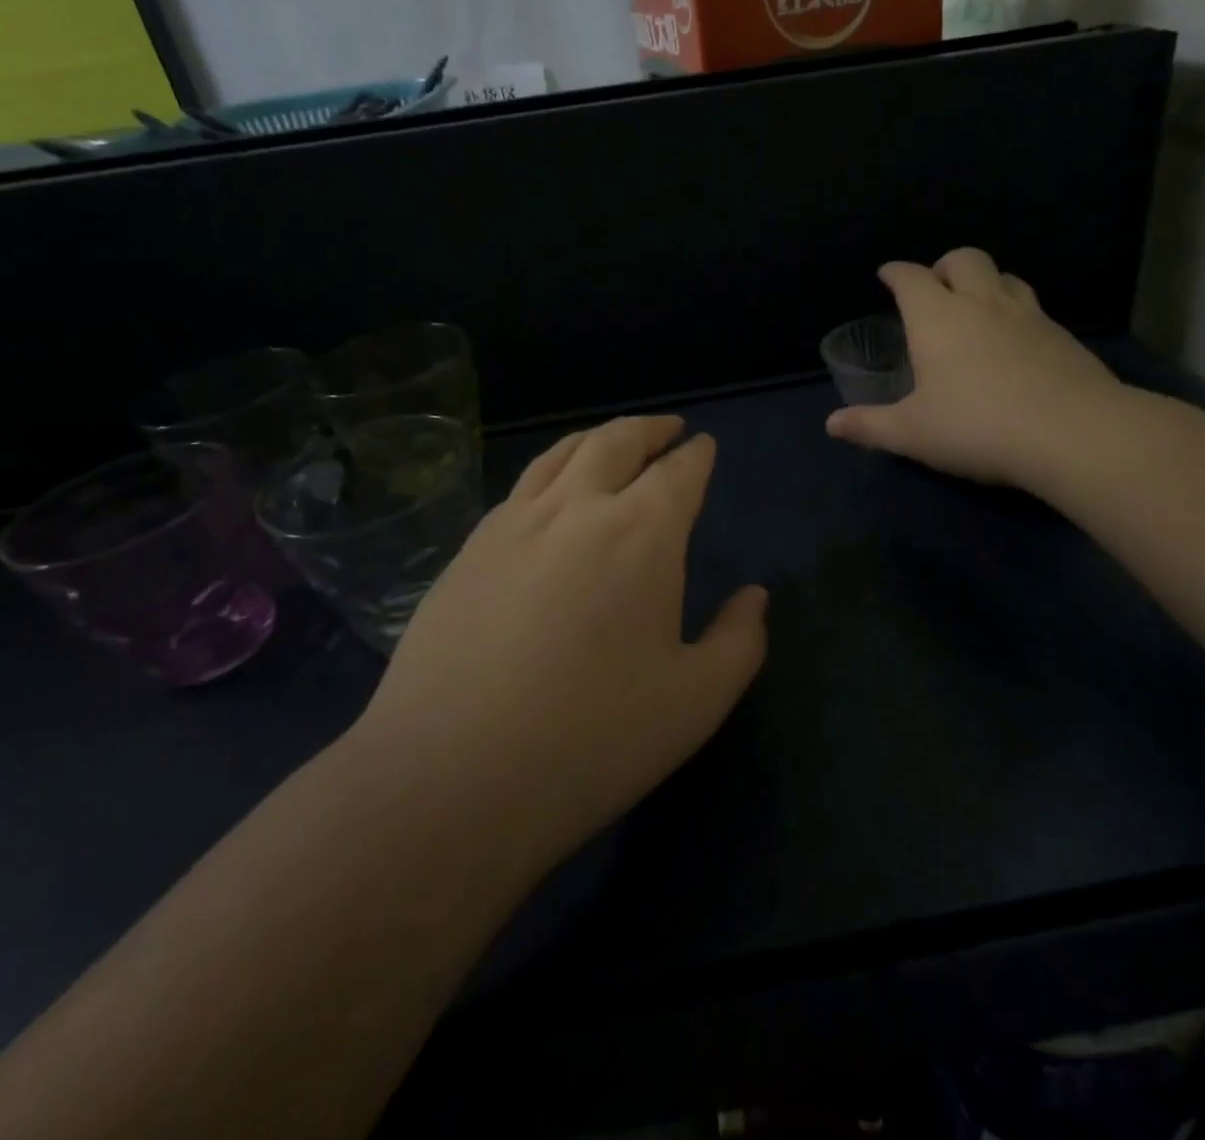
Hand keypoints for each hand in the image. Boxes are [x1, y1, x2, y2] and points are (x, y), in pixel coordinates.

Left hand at [357, 416, 766, 872]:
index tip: (704, 447)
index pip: (678, 472)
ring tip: (613, 442)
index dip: (697, 456)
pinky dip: (551, 471)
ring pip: (561, 454)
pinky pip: (520, 488)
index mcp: (641, 533)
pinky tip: (550, 494)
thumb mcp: (696, 700)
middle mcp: (576, 508)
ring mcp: (513, 524)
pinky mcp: (468, 550)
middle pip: (616, 441)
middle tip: (667, 429)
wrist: (451, 776)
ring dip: (597, 438)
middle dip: (649, 429)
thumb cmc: (592, 738)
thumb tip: (753, 596)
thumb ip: (739, 640)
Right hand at [826, 247, 1124, 488]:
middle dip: (944, 266)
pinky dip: (1016, 312)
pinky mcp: (1062, 335)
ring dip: (985, 282)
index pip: (911, 278)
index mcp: (937, 318)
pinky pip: (1033, 307)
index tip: (887, 275)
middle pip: (964, 258)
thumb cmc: (976, 427)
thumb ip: (869, 426)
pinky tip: (1015, 342)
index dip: (895, 273)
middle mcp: (982, 304)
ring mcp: (1028, 316)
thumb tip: (831, 425)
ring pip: (1005, 276)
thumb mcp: (912, 433)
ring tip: (976, 308)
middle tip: (935, 288)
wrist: (1072, 433)